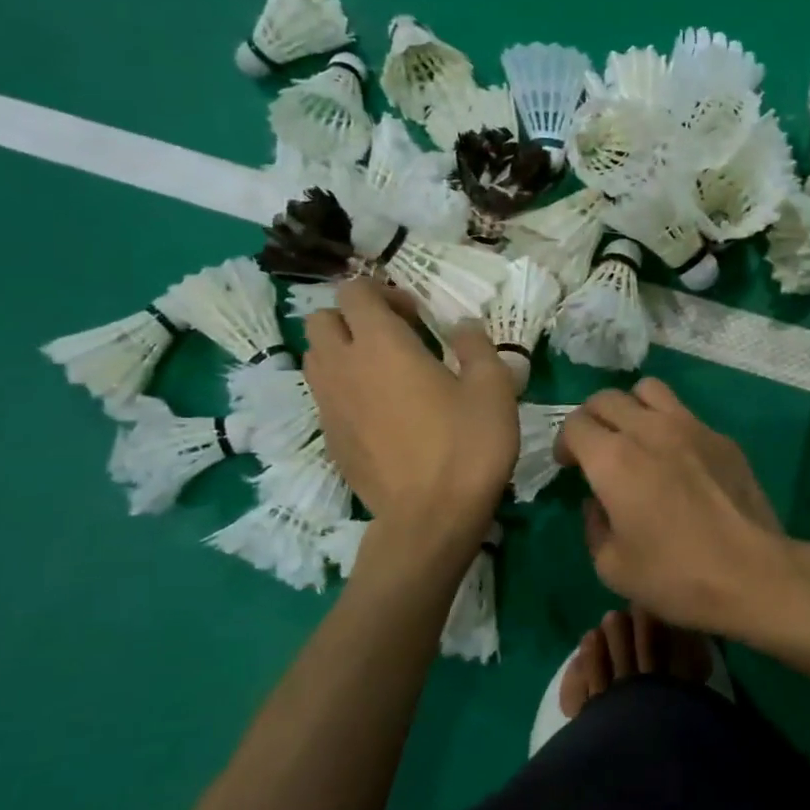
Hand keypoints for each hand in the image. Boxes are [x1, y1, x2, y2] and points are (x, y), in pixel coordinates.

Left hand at [303, 279, 516, 536]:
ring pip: (316, 358)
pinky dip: (345, 389)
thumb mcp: (493, 387)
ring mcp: (328, 405)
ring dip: (343, 352)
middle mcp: (342, 366)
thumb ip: (475, 345)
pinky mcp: (329, 438)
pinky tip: (382, 413)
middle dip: (353, 319)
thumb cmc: (466, 445)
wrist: (430, 517)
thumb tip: (461, 325)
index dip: (384, 293)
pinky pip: (325, 396)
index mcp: (380, 344)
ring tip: (384, 373)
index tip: (417, 317)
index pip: (354, 291)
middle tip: (396, 339)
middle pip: (322, 319)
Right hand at [554, 378, 790, 635]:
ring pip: (649, 390)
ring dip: (631, 408)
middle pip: (607, 398)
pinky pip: (685, 414)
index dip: (565, 443)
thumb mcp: (612, 566)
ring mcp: (691, 427)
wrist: (752, 573)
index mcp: (613, 458)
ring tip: (635, 439)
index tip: (570, 467)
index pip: (575, 424)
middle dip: (592, 419)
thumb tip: (598, 504)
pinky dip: (669, 426)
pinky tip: (678, 460)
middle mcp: (649, 429)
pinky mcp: (722, 438)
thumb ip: (594, 526)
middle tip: (595, 450)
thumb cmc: (675, 575)